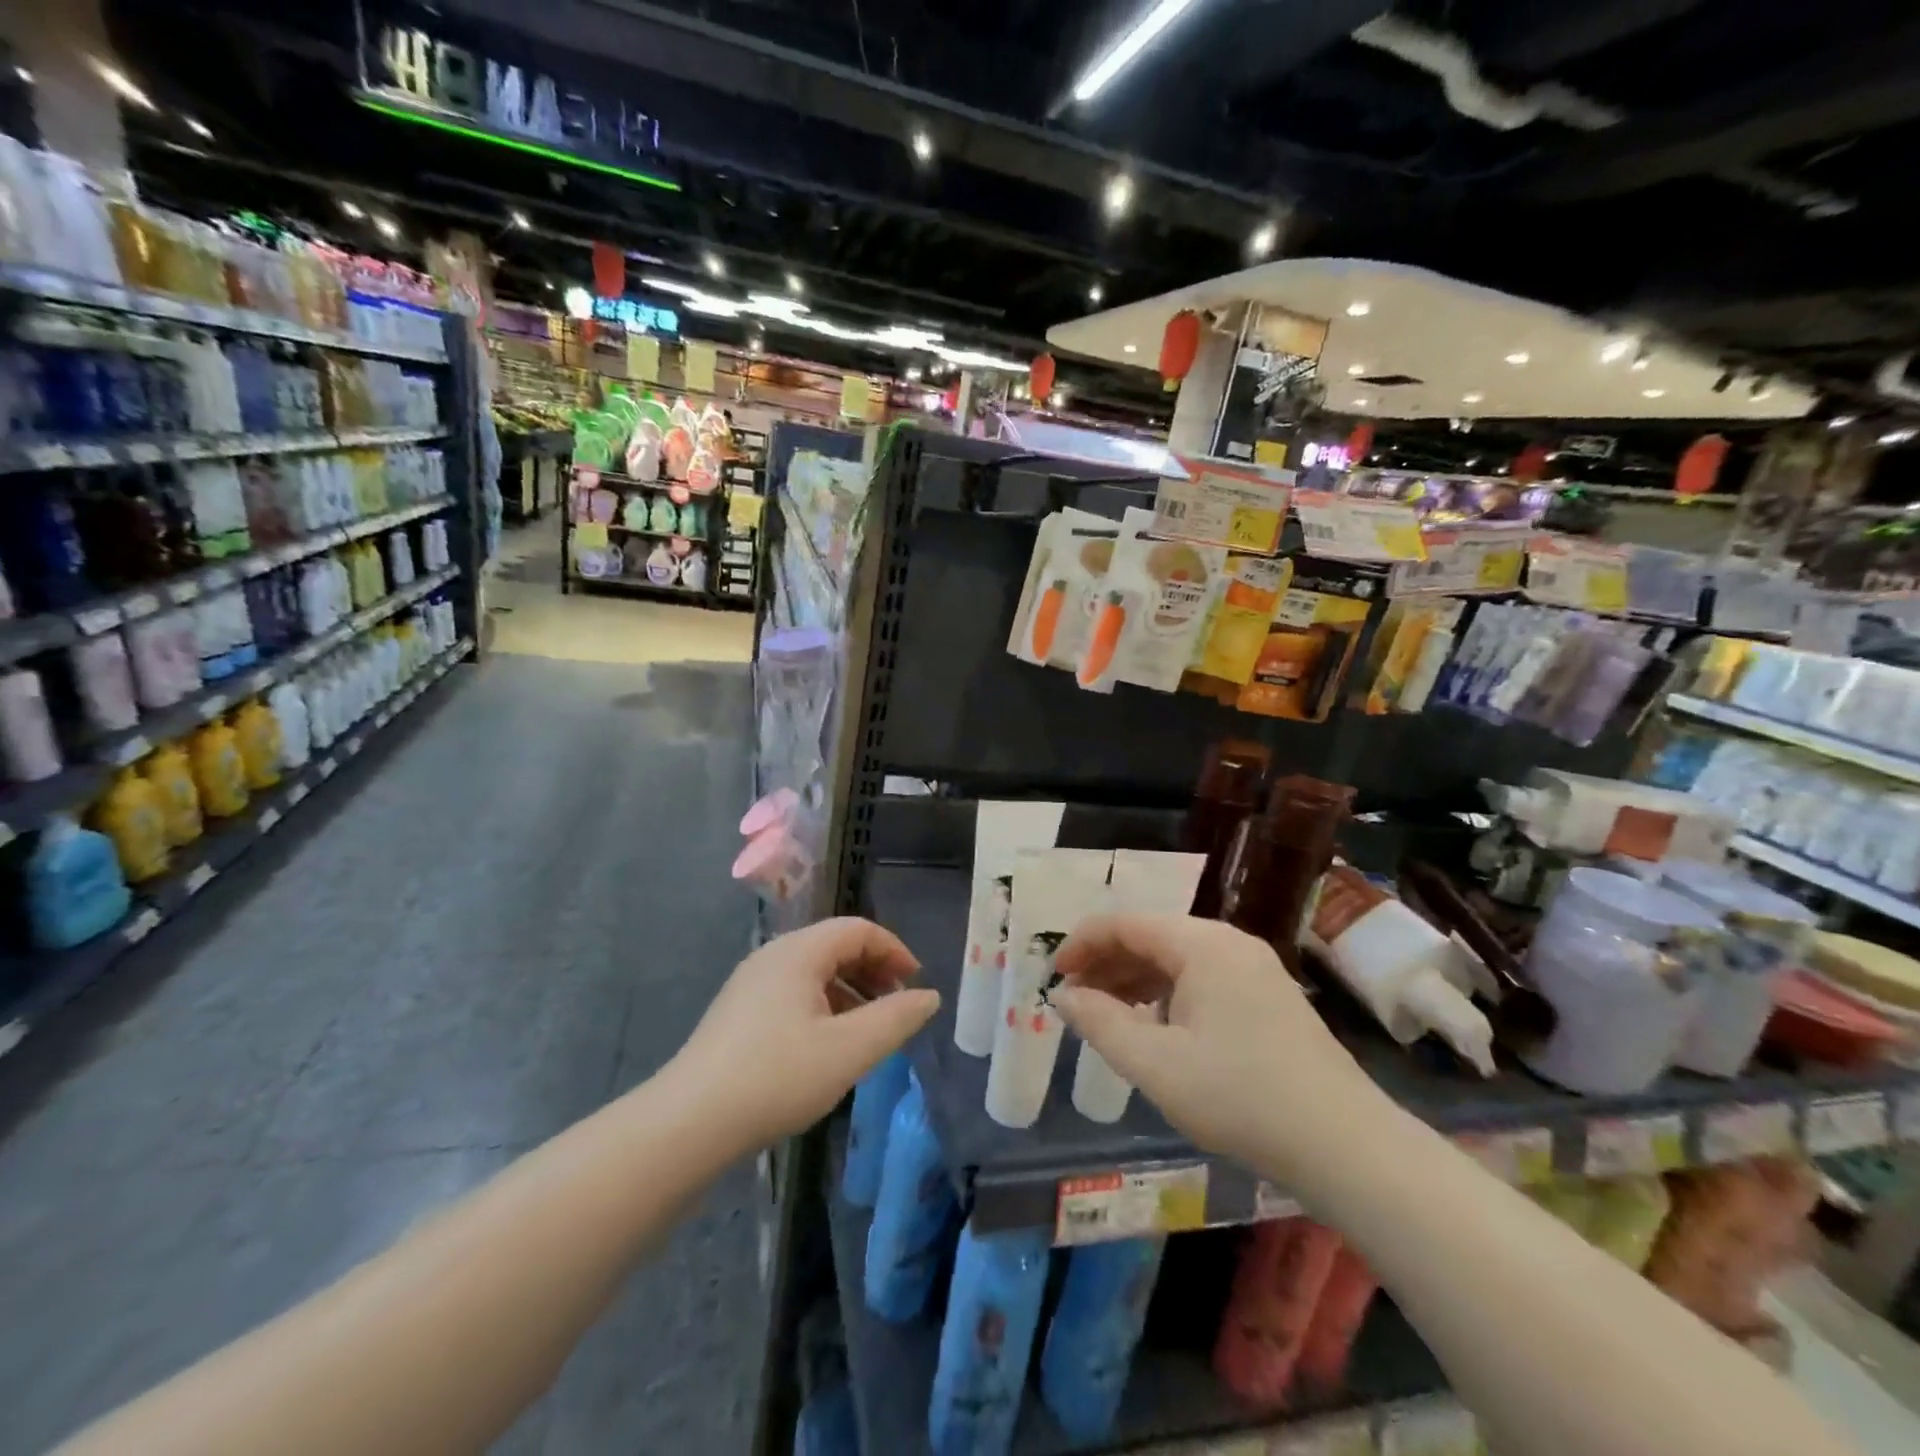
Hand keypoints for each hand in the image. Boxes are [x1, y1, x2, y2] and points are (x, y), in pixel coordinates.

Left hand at [669, 918, 940, 1155]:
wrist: (688, 1124)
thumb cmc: (777, 1077)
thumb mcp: (849, 1050)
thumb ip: (896, 1019)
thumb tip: (929, 997)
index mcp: (799, 952)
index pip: (858, 929)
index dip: (894, 950)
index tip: (915, 984)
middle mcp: (773, 957)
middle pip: (835, 946)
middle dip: (873, 970)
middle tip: (896, 1006)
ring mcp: (751, 984)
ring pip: (813, 972)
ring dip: (849, 991)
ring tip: (868, 1030)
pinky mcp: (738, 1013)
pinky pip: (793, 993)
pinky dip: (823, 1007)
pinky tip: (828, 1046)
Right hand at [1052, 914, 1385, 1177]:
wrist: (1344, 1145)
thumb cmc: (1239, 1097)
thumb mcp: (1155, 1064)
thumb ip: (1100, 1023)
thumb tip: (1063, 997)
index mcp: (1202, 944)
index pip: (1125, 924)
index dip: (1082, 944)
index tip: (1054, 977)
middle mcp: (1229, 943)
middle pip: (1151, 936)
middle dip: (1107, 963)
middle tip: (1075, 999)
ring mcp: (1254, 968)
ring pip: (1177, 958)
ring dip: (1135, 979)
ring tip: (1107, 1014)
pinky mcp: (1269, 997)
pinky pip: (1203, 978)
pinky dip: (1167, 993)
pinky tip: (1156, 1027)